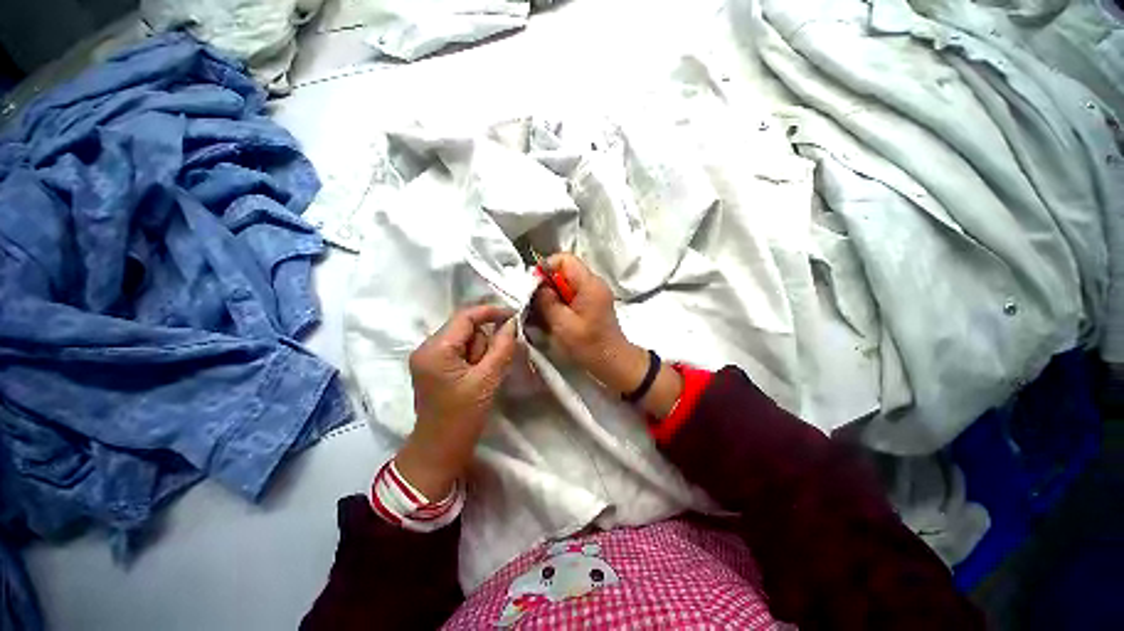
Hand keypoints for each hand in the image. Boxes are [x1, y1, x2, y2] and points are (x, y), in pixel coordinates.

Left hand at [395, 305, 517, 499]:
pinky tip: (477, 377)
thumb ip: (502, 348)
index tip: (514, 316)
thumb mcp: (487, 380)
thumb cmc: (462, 417)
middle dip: (483, 343)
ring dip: (479, 353)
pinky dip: (474, 359)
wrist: (439, 450)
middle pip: (465, 328)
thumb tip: (513, 323)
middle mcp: (427, 347)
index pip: (465, 316)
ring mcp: (429, 357)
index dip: (491, 312)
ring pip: (465, 339)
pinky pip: (461, 351)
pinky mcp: (435, 366)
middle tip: (489, 368)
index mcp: (435, 349)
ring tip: (481, 378)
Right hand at [533, 254, 648, 394]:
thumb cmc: (589, 345)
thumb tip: (537, 286)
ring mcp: (593, 293)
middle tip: (536, 303)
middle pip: (564, 271)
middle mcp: (593, 283)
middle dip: (547, 284)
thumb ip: (547, 301)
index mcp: (589, 284)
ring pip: (566, 284)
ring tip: (543, 313)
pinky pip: (571, 295)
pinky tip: (553, 318)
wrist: (613, 362)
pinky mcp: (591, 304)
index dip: (546, 268)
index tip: (534, 287)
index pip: (564, 259)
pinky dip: (560, 303)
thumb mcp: (563, 323)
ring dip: (552, 296)